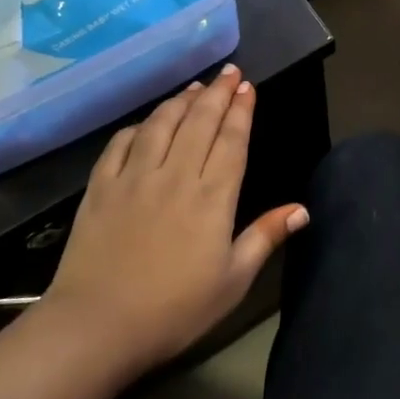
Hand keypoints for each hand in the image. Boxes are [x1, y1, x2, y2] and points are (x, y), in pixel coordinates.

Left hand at [43, 64, 308, 370]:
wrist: (97, 326)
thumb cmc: (175, 310)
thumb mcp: (233, 281)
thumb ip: (265, 238)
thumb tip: (302, 209)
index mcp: (212, 198)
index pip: (232, 141)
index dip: (241, 111)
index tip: (248, 87)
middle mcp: (175, 175)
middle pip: (199, 122)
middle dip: (217, 93)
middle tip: (229, 73)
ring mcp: (134, 177)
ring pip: (161, 124)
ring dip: (181, 101)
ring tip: (195, 87)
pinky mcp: (100, 187)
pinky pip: (121, 143)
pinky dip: (138, 126)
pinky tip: (147, 122)